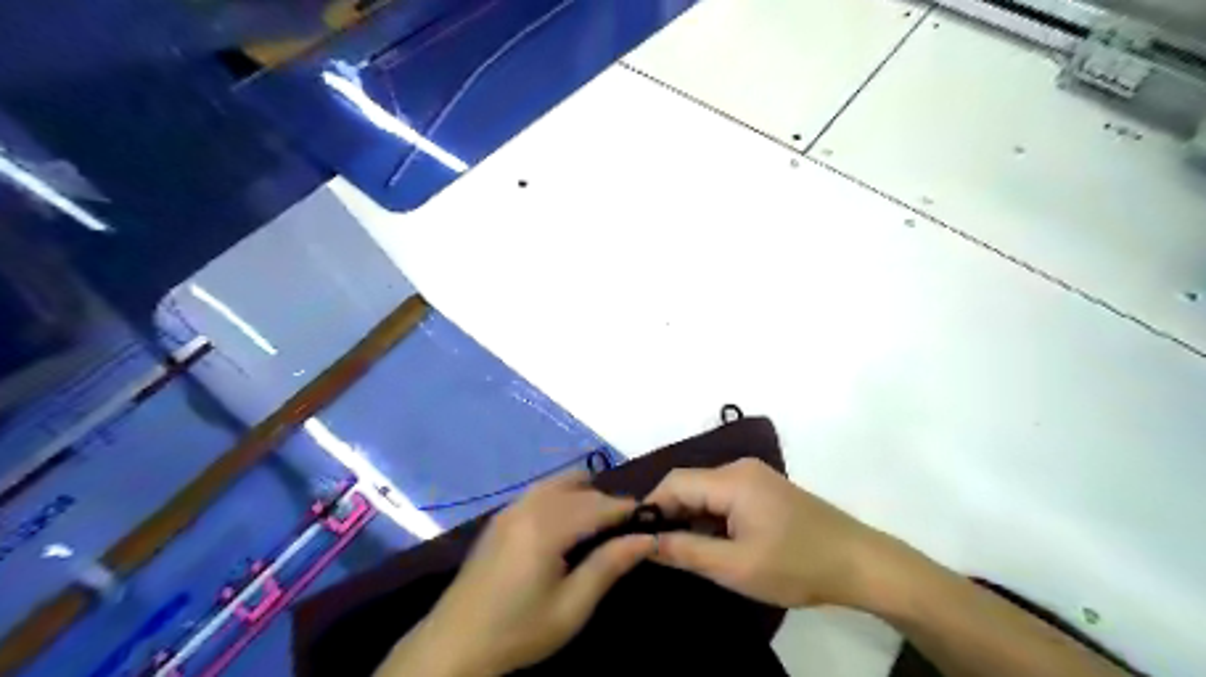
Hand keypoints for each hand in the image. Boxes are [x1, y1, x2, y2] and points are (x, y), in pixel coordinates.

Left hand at [385, 474, 649, 673]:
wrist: (452, 645)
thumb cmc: (517, 630)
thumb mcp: (571, 607)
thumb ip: (609, 565)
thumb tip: (647, 538)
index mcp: (547, 525)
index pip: (600, 504)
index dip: (629, 509)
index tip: (651, 521)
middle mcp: (529, 505)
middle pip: (581, 487)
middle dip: (607, 502)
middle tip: (625, 532)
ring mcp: (511, 506)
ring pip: (560, 482)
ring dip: (585, 495)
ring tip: (598, 529)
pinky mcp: (501, 515)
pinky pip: (542, 491)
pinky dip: (563, 497)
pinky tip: (567, 527)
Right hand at [645, 460, 897, 606]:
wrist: (860, 563)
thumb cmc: (797, 565)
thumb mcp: (736, 566)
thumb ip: (686, 551)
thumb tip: (645, 542)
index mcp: (731, 480)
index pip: (674, 482)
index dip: (651, 507)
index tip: (636, 538)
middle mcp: (739, 469)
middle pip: (689, 484)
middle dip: (668, 514)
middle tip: (654, 549)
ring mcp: (754, 478)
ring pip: (705, 492)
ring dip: (689, 517)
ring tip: (676, 550)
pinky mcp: (764, 490)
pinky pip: (723, 497)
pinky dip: (709, 517)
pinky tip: (707, 542)